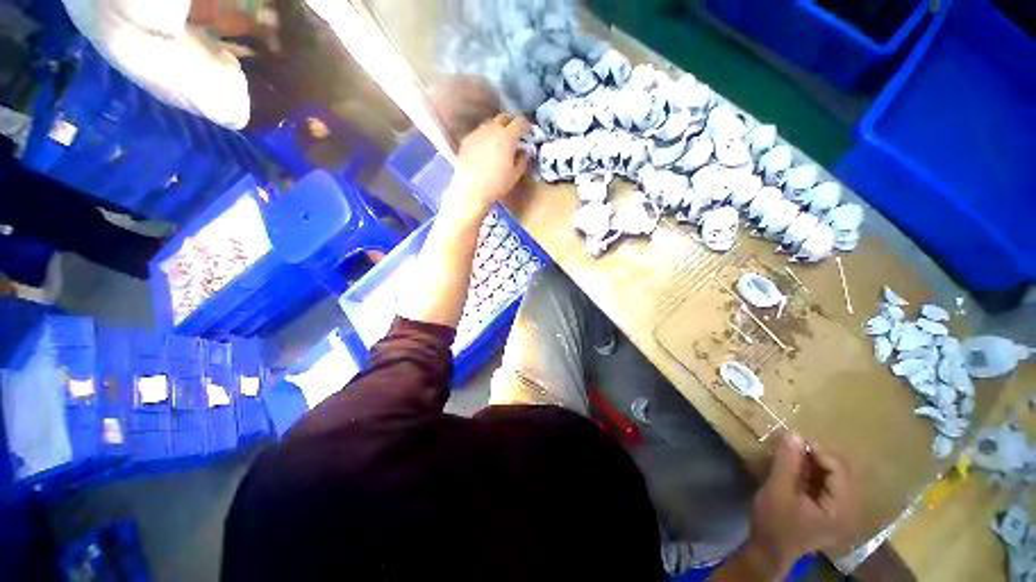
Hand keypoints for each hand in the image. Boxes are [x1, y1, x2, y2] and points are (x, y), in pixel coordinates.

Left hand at [446, 114, 532, 215]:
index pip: (520, 122)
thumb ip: (523, 160)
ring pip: (490, 123)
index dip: (527, 125)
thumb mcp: (515, 175)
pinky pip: (479, 133)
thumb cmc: (497, 184)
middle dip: (512, 122)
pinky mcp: (466, 140)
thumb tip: (525, 152)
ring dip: (497, 128)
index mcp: (507, 137)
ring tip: (500, 139)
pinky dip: (485, 136)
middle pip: (504, 117)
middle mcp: (492, 129)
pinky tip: (485, 148)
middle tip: (516, 132)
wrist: (471, 190)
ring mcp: (477, 133)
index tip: (529, 132)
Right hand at [747, 433, 856, 573]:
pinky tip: (795, 469)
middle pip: (839, 474)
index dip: (819, 452)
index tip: (794, 440)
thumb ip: (788, 462)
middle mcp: (847, 510)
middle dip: (816, 457)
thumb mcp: (778, 489)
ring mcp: (838, 512)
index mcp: (841, 508)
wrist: (769, 549)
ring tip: (792, 455)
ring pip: (832, 479)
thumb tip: (794, 434)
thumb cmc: (775, 521)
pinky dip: (812, 474)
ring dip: (813, 465)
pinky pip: (825, 486)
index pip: (839, 471)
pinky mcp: (828, 512)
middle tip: (793, 446)